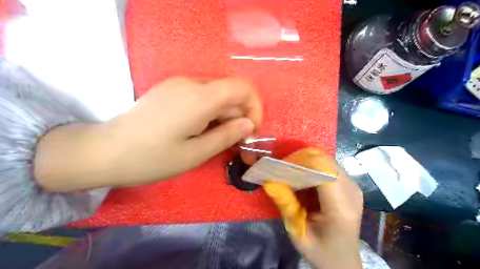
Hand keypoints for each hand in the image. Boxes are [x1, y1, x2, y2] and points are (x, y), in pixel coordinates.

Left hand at [35, 77, 261, 192]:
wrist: (104, 151)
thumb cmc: (152, 158)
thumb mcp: (196, 153)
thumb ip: (227, 135)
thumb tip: (249, 124)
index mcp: (200, 97)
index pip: (243, 87)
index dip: (254, 107)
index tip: (250, 130)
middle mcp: (191, 83)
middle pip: (230, 92)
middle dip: (239, 116)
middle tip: (234, 142)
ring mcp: (178, 84)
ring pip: (217, 95)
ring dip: (224, 115)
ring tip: (215, 139)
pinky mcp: (170, 90)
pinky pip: (201, 96)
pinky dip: (210, 111)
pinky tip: (199, 130)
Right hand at [264, 148, 362, 268]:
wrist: (343, 261)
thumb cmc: (321, 251)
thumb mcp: (298, 233)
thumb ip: (285, 205)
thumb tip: (269, 180)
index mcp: (341, 206)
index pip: (323, 169)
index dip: (301, 163)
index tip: (281, 167)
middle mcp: (351, 191)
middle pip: (325, 161)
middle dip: (301, 161)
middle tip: (283, 170)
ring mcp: (353, 186)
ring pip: (326, 161)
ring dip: (307, 164)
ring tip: (292, 175)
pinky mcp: (349, 185)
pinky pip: (328, 167)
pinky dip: (313, 169)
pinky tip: (304, 180)